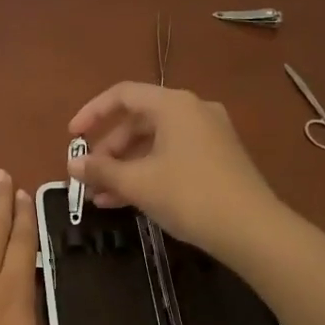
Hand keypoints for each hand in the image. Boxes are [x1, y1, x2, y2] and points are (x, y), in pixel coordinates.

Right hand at [68, 82, 280, 254]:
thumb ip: (101, 169)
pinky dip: (147, 173)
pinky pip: (172, 156)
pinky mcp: (217, 159)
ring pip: (154, 143)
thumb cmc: (189, 195)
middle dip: (108, 150)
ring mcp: (209, 135)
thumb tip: (72, 164)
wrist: (252, 229)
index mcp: (174, 105)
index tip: (72, 137)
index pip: (123, 95)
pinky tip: (126, 201)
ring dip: (125, 167)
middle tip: (88, 176)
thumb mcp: (138, 182)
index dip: (92, 113)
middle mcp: (193, 111)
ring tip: (101, 196)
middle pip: (138, 121)